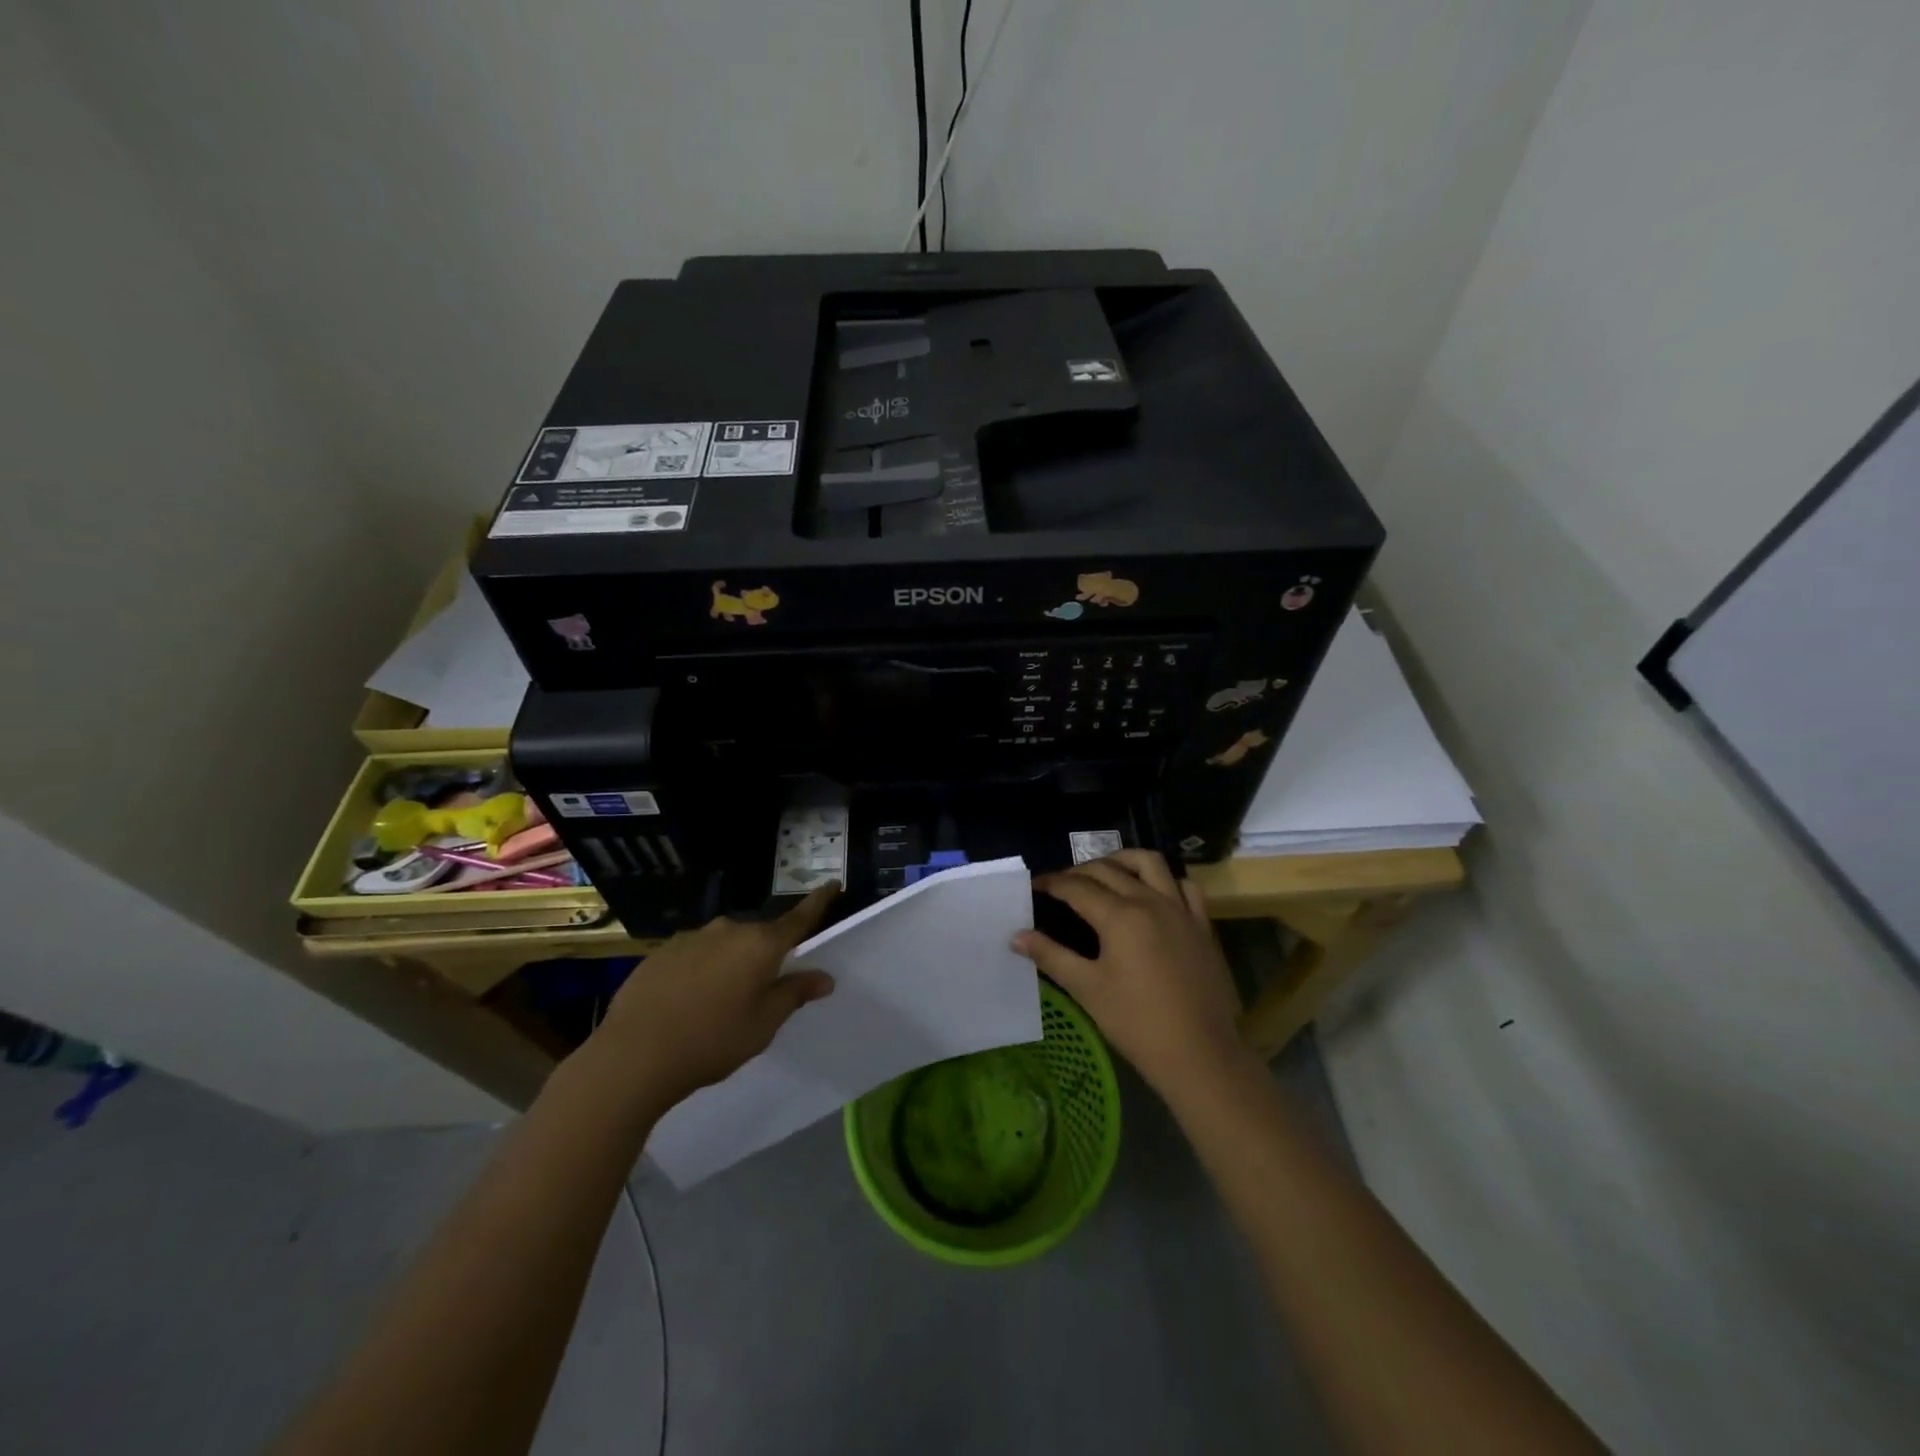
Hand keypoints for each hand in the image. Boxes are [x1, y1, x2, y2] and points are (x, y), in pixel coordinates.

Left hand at [582, 885, 839, 1110]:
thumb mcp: (763, 1024)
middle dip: (765, 954)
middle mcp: (728, 930)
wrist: (633, 1056)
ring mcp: (691, 937)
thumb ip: (794, 994)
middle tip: (763, 989)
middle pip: (759, 936)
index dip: (818, 902)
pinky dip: (700, 970)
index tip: (833, 884)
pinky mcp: (661, 952)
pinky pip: (694, 955)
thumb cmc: (712, 1041)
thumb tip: (824, 977)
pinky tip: (687, 1003)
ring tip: (720, 1003)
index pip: (799, 918)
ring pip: (724, 945)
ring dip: (730, 963)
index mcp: (761, 944)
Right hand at [1014, 851, 1246, 1098]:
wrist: (1199, 1053)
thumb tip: (1017, 936)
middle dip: (1080, 871)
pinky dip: (1165, 880)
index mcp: (1120, 916)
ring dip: (1122, 860)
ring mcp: (1181, 910)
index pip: (1078, 887)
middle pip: (1109, 870)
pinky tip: (1154, 892)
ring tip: (1106, 872)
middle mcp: (1150, 901)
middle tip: (1061, 884)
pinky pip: (1185, 886)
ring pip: (1150, 863)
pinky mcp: (1202, 925)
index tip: (1036, 885)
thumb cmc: (1136, 1023)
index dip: (1053, 883)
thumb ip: (1051, 956)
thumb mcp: (1087, 988)